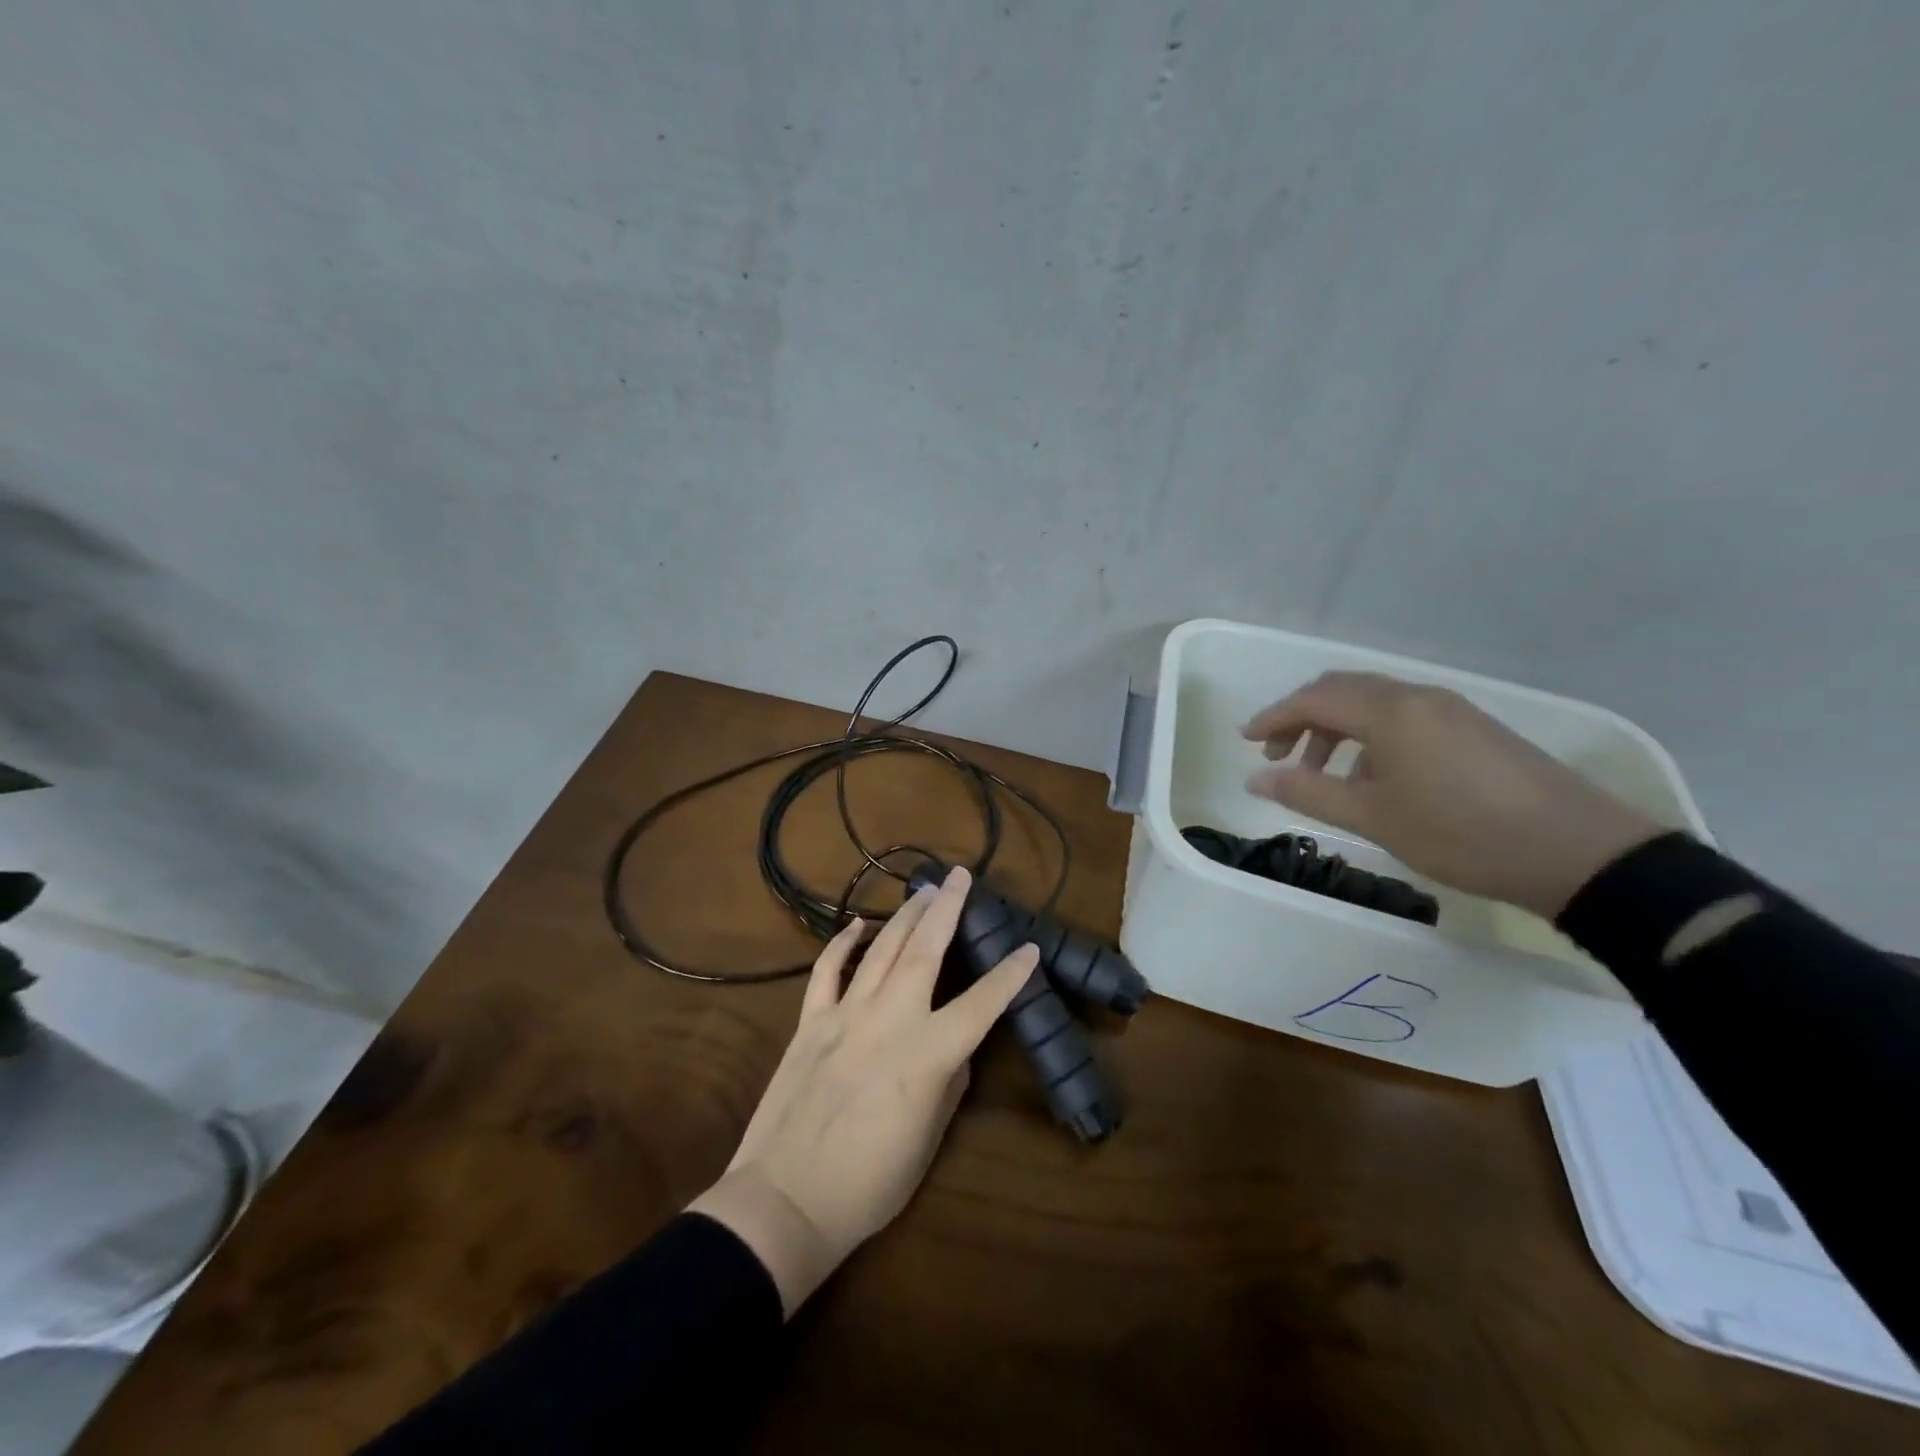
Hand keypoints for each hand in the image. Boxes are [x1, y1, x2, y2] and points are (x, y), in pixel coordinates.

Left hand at [686, 865, 1037, 1315]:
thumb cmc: (869, 1184)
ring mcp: (846, 1015)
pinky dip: (843, 943)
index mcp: (928, 1053)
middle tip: (961, 876)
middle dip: (947, 909)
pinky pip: (828, 971)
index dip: (1010, 975)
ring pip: (882, 949)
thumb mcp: (928, 1139)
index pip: (982, 1003)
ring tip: (925, 890)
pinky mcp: (810, 1022)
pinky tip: (858, 924)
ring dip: (906, 915)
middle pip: (925, 950)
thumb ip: (948, 1082)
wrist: (786, 1201)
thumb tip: (957, 1048)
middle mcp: (890, 1020)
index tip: (1029, 947)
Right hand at [1241, 672, 1662, 918]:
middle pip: (1343, 690)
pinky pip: (1404, 717)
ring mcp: (1451, 710)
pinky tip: (1375, 778)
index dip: (1274, 716)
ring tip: (1322, 772)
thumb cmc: (1461, 833)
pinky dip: (1371, 737)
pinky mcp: (1473, 728)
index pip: (1315, 698)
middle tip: (1277, 754)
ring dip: (1337, 729)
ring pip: (1375, 703)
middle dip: (1302, 717)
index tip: (1245, 740)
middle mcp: (1418, 697)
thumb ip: (1308, 793)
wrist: (1578, 852)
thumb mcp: (1374, 818)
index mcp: (1390, 712)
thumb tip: (1255, 778)